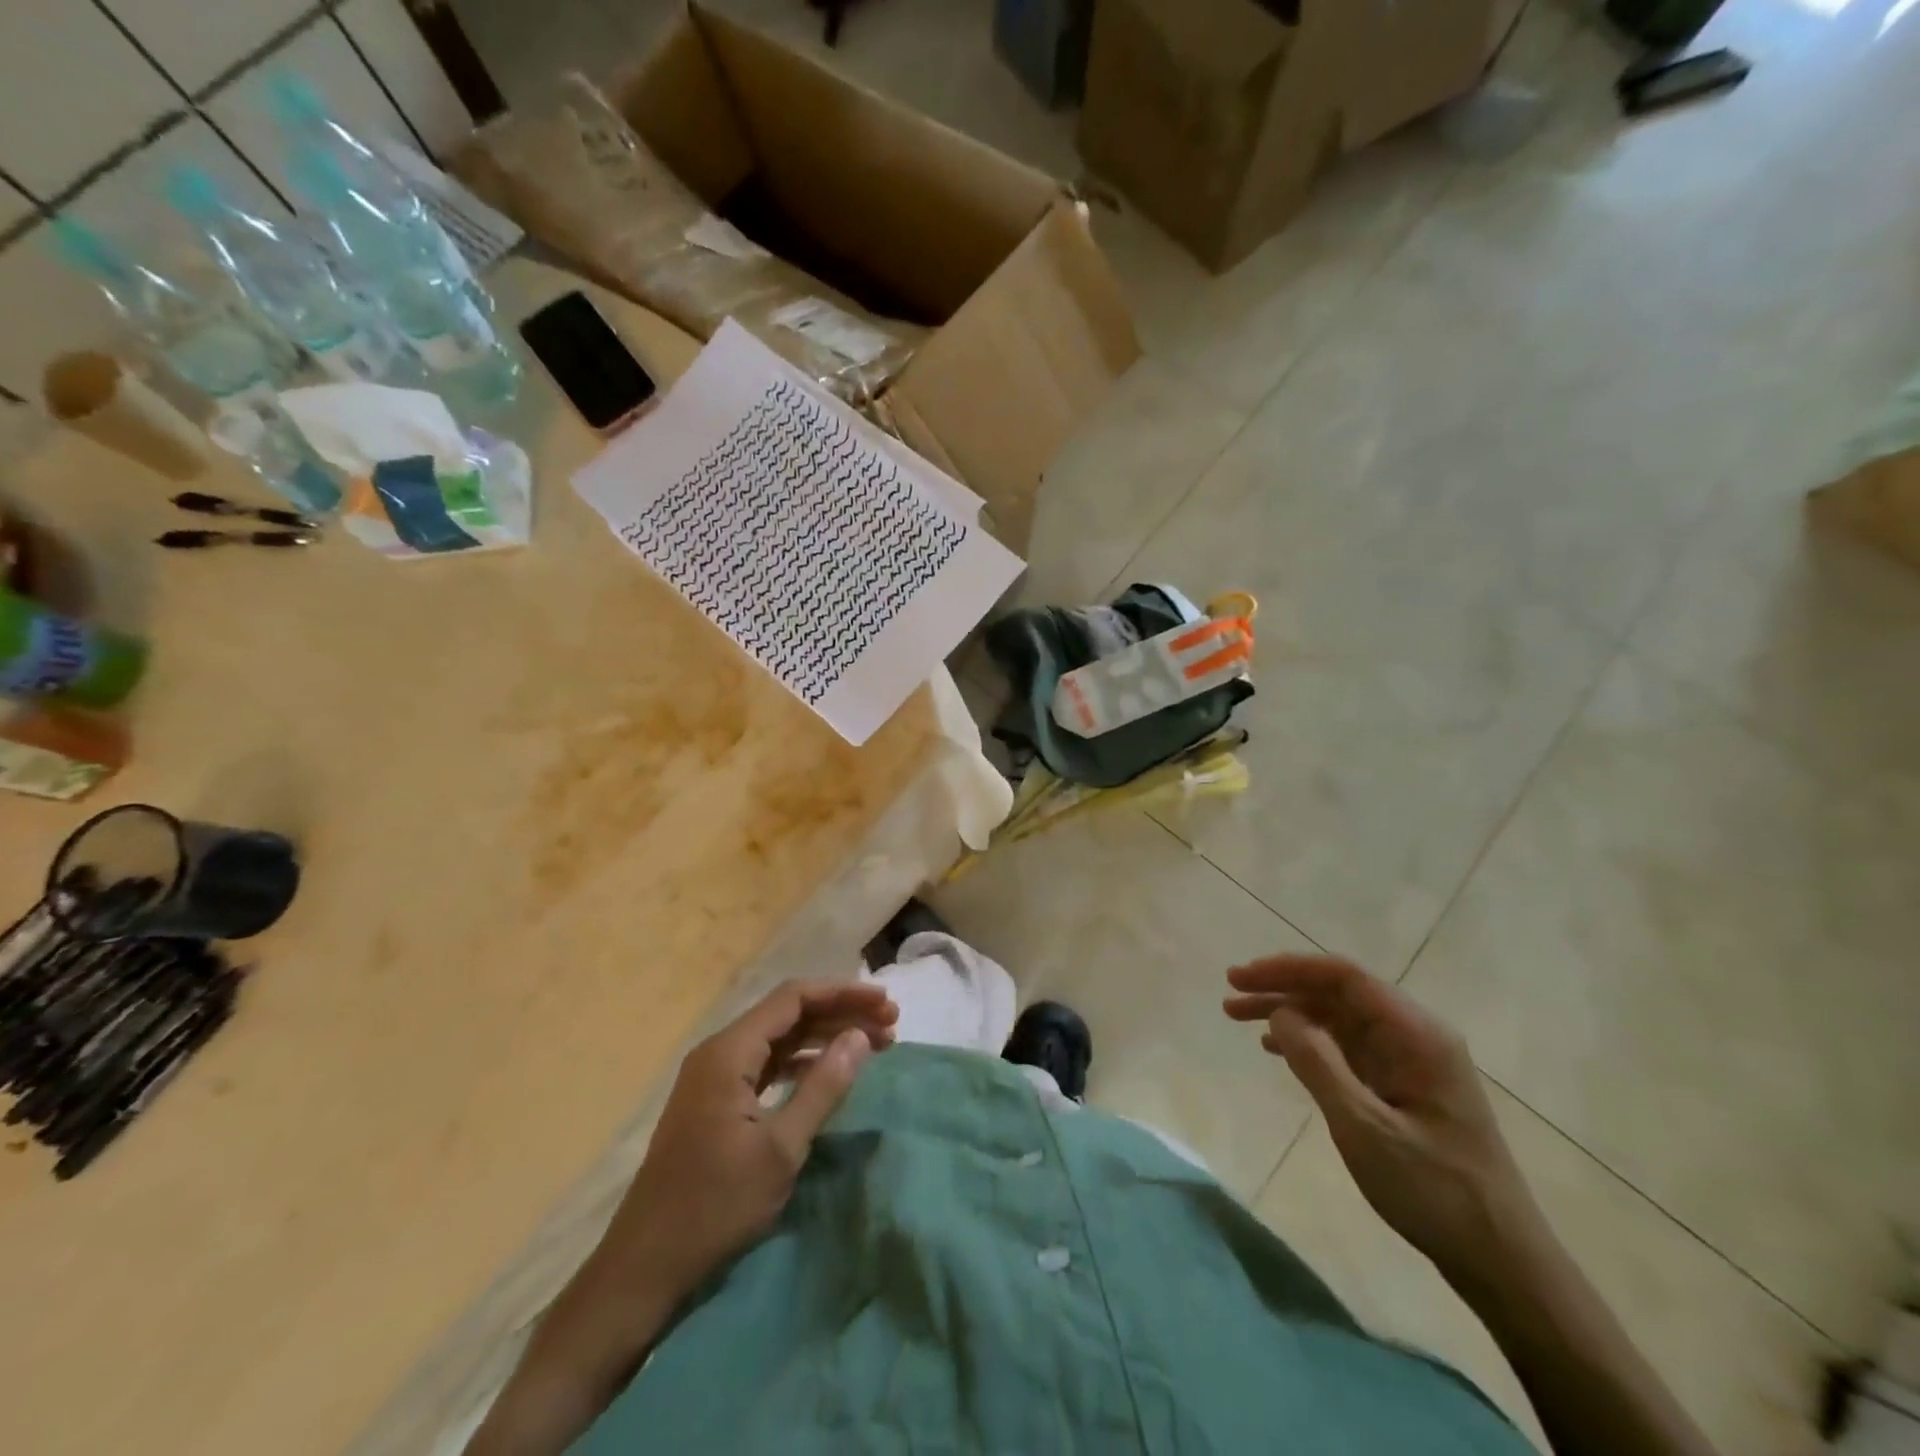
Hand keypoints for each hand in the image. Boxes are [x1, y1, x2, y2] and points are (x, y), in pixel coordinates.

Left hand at [625, 979, 897, 1301]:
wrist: (645, 1266)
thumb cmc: (716, 1205)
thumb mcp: (781, 1148)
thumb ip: (823, 1087)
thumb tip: (860, 1037)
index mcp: (729, 1052)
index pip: (794, 998)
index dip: (844, 994)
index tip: (885, 1005)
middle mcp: (720, 1052)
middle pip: (789, 1014)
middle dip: (840, 1014)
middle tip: (890, 1025)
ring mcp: (715, 1077)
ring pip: (780, 1039)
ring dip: (825, 1037)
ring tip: (873, 1045)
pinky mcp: (716, 1102)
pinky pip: (767, 1064)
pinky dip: (802, 1063)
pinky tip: (830, 1072)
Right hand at [1225, 954, 1535, 1285]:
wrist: (1500, 1260)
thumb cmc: (1434, 1190)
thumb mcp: (1365, 1128)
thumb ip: (1318, 1063)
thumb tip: (1279, 1012)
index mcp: (1416, 1034)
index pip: (1344, 977)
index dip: (1288, 969)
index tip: (1241, 977)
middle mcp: (1414, 1036)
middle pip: (1337, 993)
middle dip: (1281, 988)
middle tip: (1229, 996)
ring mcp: (1408, 1061)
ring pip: (1337, 1018)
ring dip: (1288, 1013)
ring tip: (1237, 1017)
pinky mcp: (1401, 1086)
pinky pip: (1346, 1046)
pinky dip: (1307, 1041)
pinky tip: (1275, 1049)